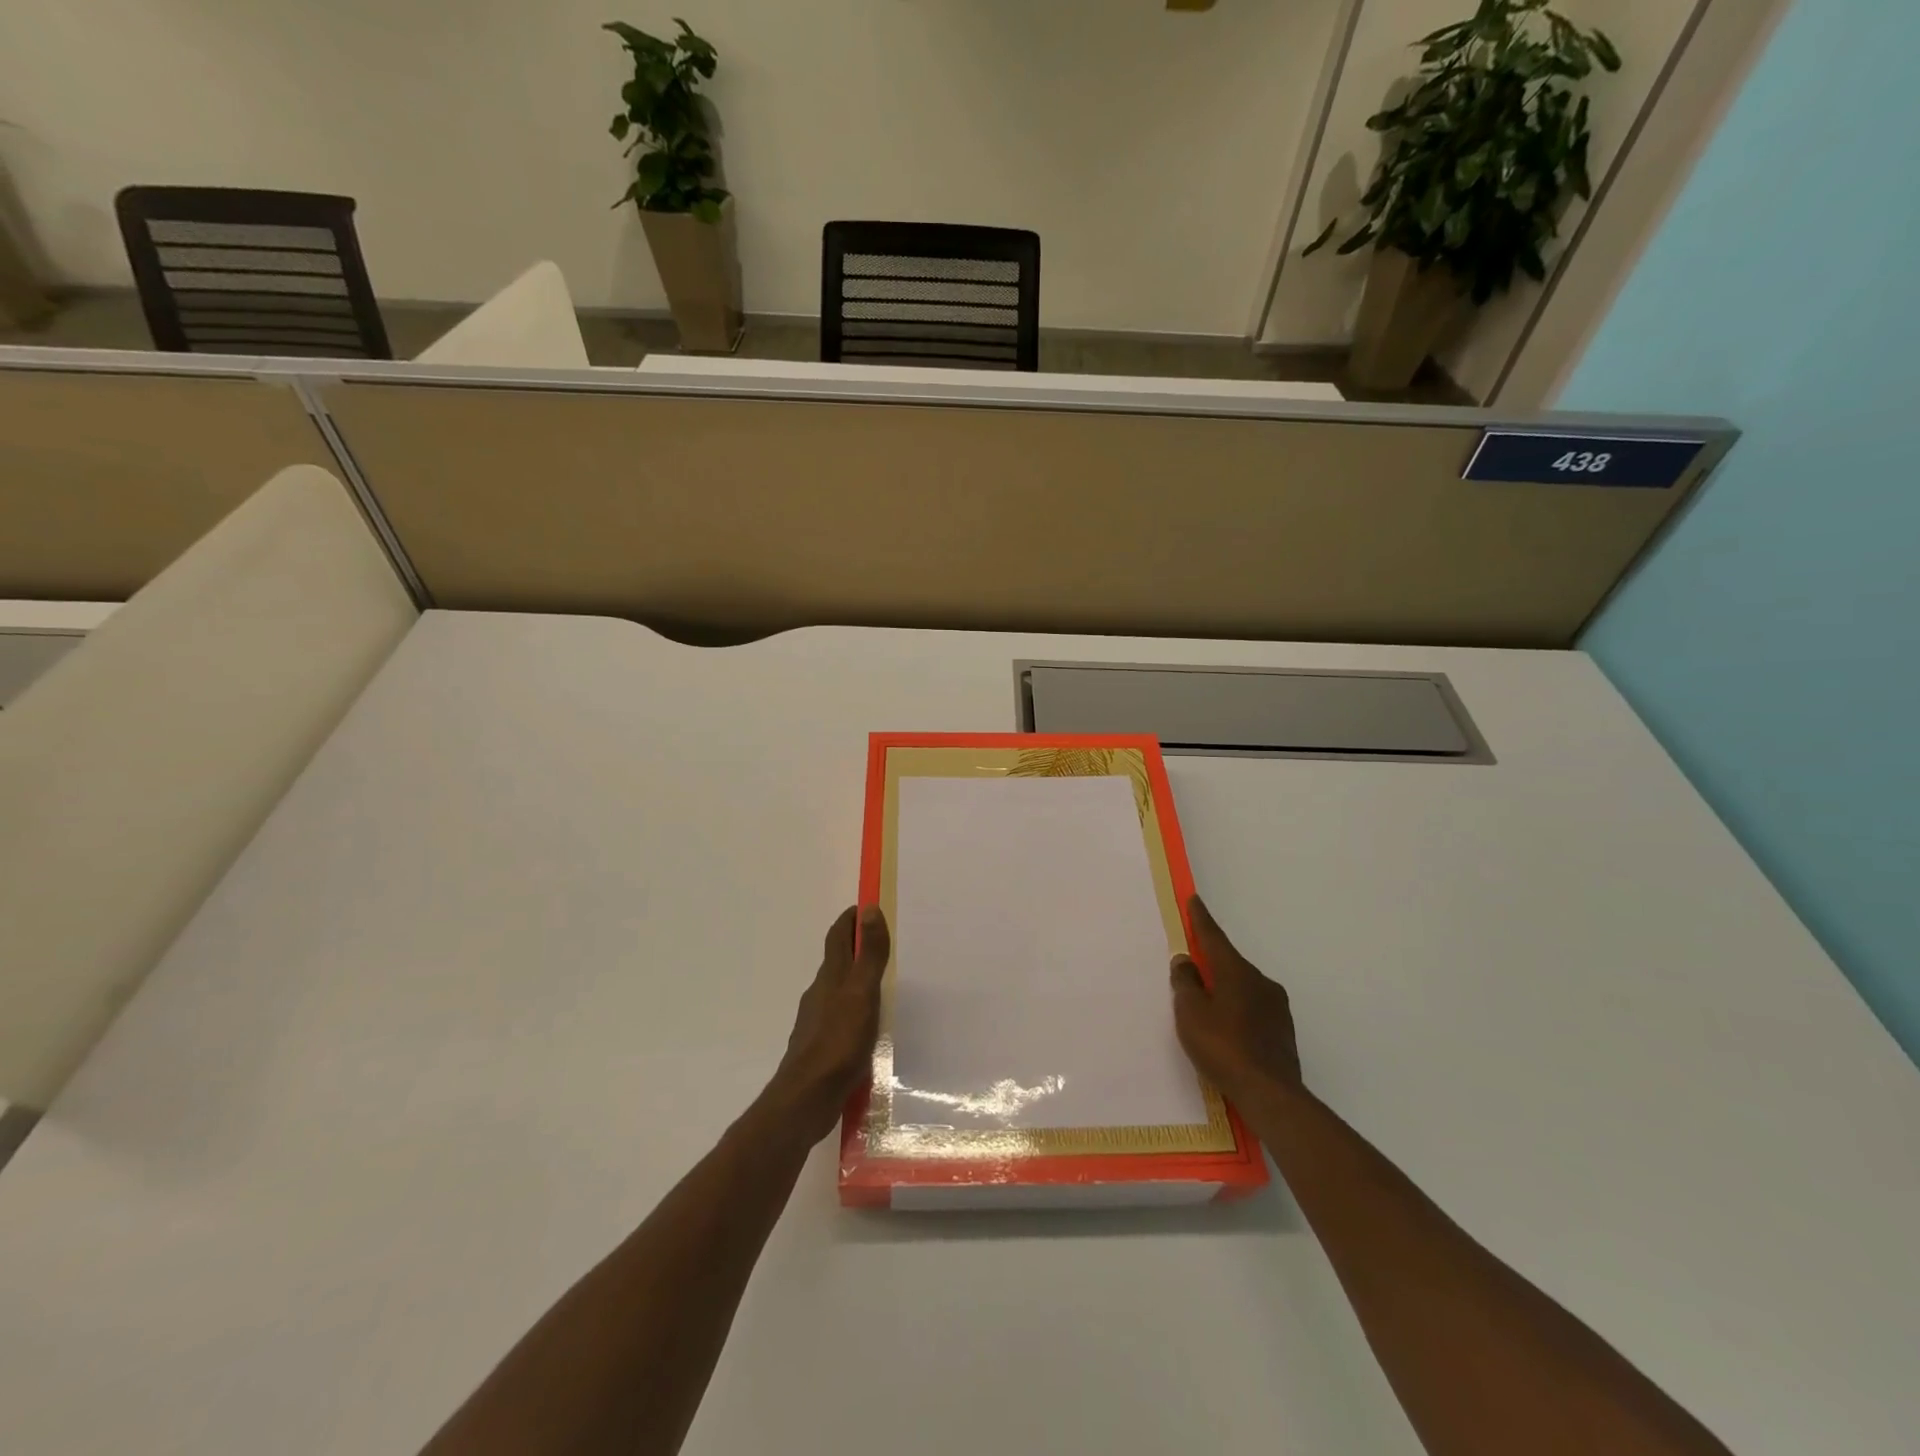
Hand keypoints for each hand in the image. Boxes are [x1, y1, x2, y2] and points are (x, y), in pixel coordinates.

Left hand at [766, 905, 889, 1142]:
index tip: (867, 907)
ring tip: (882, 984)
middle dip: (856, 947)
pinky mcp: (821, 1047)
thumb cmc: (837, 1042)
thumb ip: (869, 954)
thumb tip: (869, 908)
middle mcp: (820, 993)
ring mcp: (818, 1021)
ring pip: (838, 990)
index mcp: (831, 976)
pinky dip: (854, 1010)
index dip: (850, 919)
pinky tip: (868, 1026)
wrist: (806, 1099)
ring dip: (855, 980)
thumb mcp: (861, 994)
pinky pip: (839, 1018)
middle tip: (884, 943)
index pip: (837, 936)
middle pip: (837, 961)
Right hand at [1171, 895, 1302, 1105]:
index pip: (1214, 938)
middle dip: (1211, 963)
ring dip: (1225, 990)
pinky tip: (1227, 1031)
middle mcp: (1261, 982)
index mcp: (1236, 972)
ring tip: (1207, 1007)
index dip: (1201, 919)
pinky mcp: (1283, 1032)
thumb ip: (1186, 983)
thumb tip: (1186, 960)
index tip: (1195, 900)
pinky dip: (1237, 1012)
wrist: (1270, 1094)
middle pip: (1230, 964)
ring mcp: (1277, 1008)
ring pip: (1244, 988)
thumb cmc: (1223, 1046)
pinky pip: (1254, 1010)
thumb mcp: (1191, 1013)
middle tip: (1193, 967)